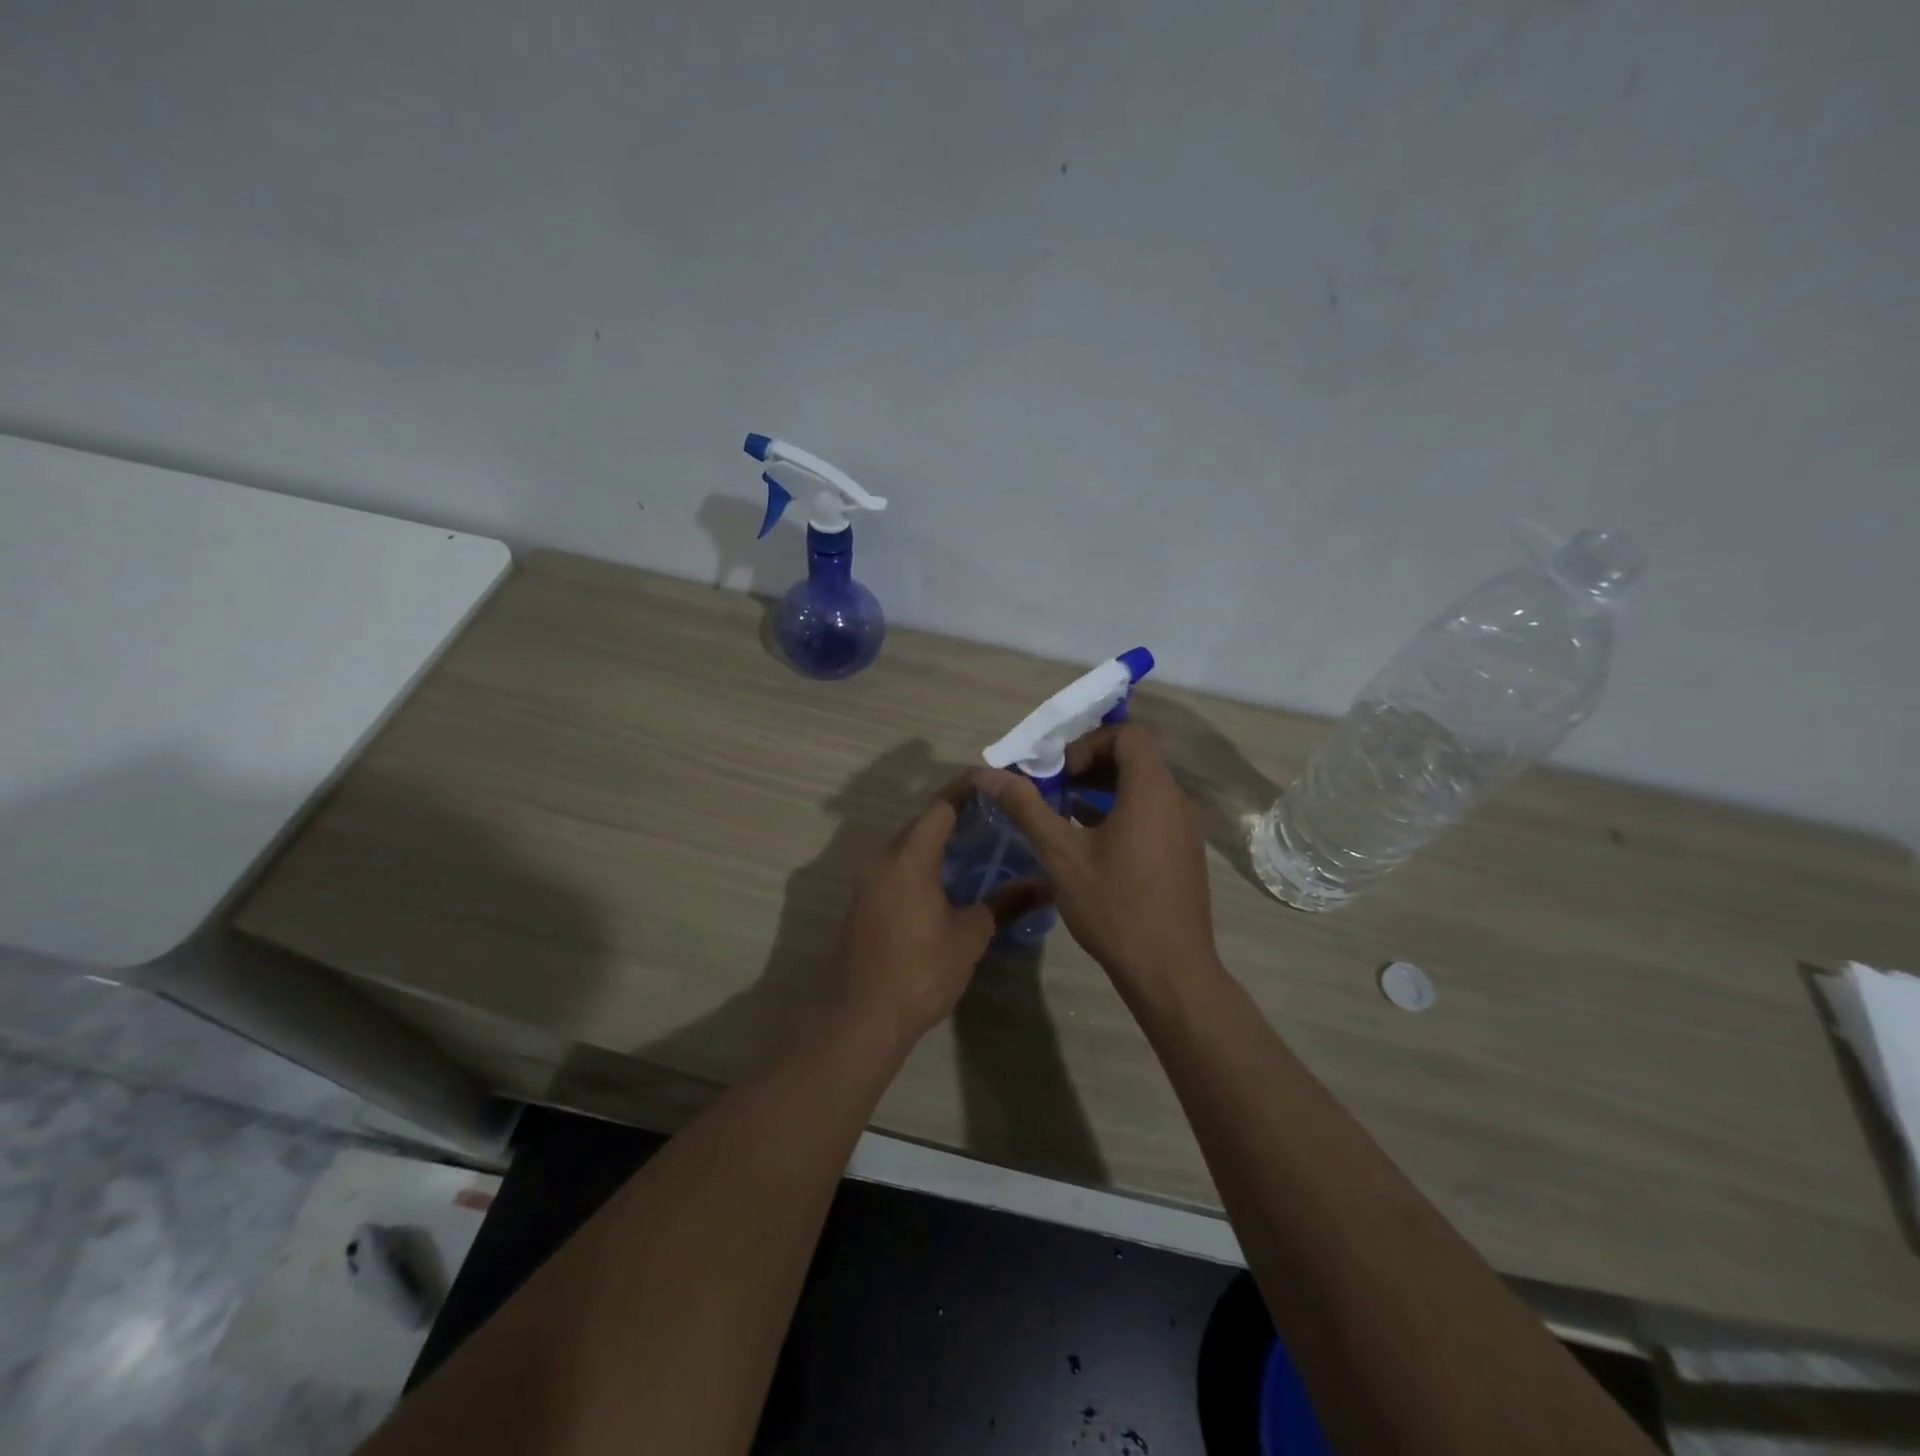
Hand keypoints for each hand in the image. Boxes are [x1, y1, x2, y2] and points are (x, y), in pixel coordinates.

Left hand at [839, 779, 1050, 1048]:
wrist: (863, 1018)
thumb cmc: (920, 970)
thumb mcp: (970, 936)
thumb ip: (1003, 903)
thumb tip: (1042, 885)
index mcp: (909, 858)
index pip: (940, 807)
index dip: (967, 790)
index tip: (994, 782)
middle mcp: (882, 860)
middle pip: (921, 825)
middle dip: (956, 817)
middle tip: (995, 818)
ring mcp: (867, 883)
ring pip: (907, 848)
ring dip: (938, 843)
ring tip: (978, 848)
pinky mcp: (862, 905)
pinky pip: (896, 870)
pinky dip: (922, 865)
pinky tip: (947, 882)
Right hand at [974, 724, 1218, 997]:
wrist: (1169, 971)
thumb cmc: (1115, 906)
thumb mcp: (1061, 855)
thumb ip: (1026, 808)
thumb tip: (987, 775)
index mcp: (1152, 791)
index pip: (1129, 735)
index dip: (1090, 743)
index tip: (1060, 772)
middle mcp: (1176, 802)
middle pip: (1136, 758)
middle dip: (1091, 764)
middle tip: (1054, 787)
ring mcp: (1184, 829)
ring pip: (1143, 788)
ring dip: (1103, 789)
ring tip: (1063, 810)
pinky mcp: (1183, 853)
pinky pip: (1151, 813)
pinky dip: (1120, 812)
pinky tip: (1087, 838)